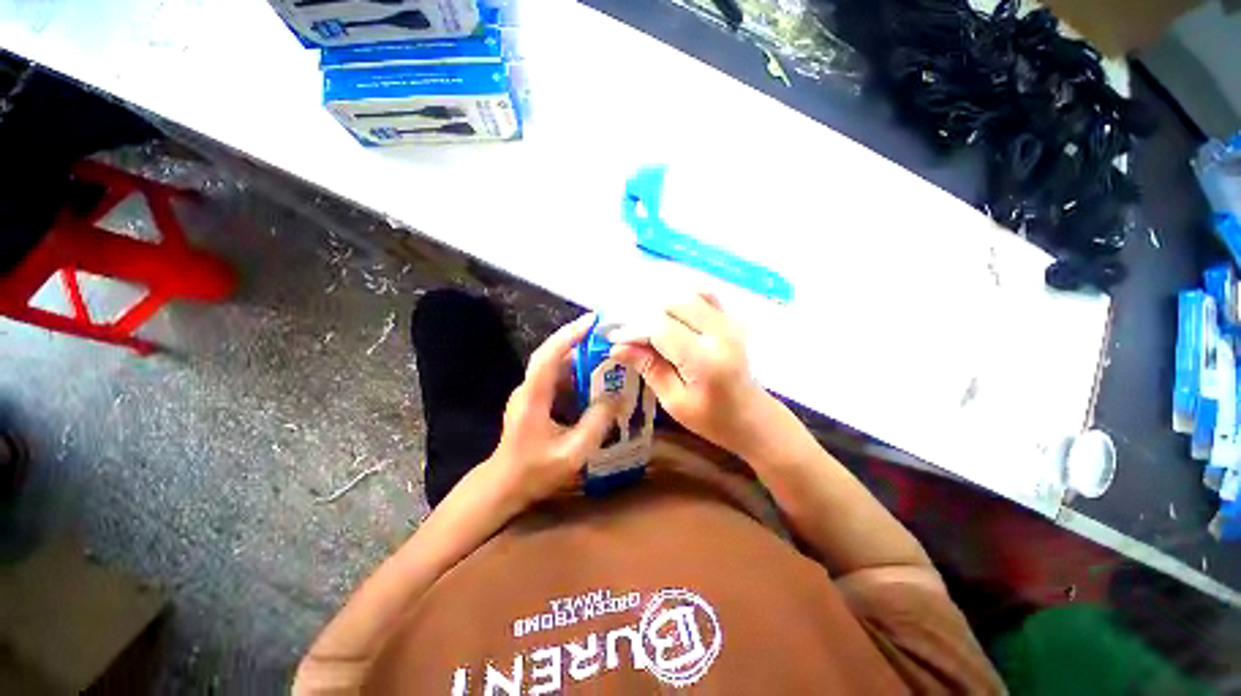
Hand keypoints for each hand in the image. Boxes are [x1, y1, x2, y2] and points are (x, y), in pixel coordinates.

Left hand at [485, 314, 622, 508]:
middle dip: (579, 340)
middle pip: (553, 354)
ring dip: (580, 358)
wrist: (504, 485)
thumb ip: (596, 423)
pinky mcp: (535, 400)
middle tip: (607, 334)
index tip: (593, 321)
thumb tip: (617, 397)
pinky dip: (577, 375)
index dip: (569, 335)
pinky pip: (558, 380)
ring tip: (607, 354)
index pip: (549, 355)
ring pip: (556, 366)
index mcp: (533, 396)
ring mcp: (530, 393)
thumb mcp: (572, 452)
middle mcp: (529, 388)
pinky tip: (595, 380)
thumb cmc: (535, 471)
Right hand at [611, 293, 771, 455]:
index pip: (660, 328)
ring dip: (659, 302)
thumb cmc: (712, 419)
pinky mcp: (731, 319)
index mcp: (704, 359)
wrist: (753, 417)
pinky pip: (704, 294)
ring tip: (641, 318)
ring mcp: (728, 322)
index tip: (613, 337)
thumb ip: (649, 368)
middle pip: (671, 304)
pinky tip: (667, 307)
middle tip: (624, 328)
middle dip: (641, 313)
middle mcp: (718, 333)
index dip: (632, 329)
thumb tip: (618, 347)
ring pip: (685, 294)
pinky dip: (681, 295)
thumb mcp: (675, 401)